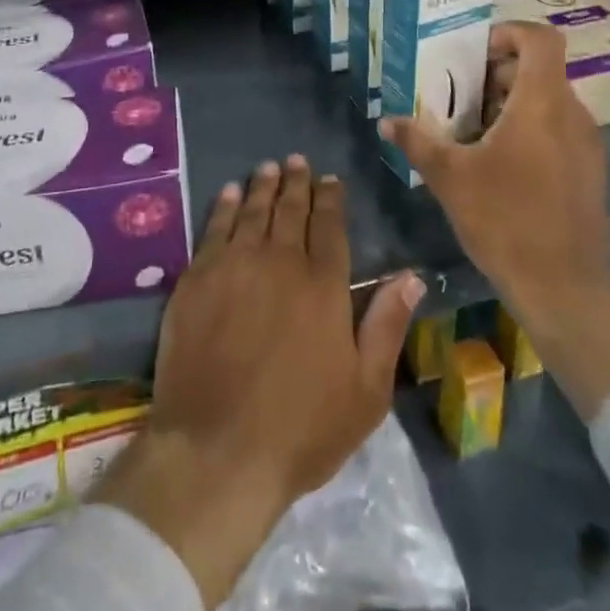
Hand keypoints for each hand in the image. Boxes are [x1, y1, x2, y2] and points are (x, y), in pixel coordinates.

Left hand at [96, 156, 423, 610]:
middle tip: (297, 161)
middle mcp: (280, 262)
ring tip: (268, 167)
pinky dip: (224, 207)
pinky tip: (228, 194)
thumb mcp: (365, 391)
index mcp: (323, 285)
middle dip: (296, 183)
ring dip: (262, 186)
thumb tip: (412, 276)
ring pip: (252, 212)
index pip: (330, 227)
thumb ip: (387, 326)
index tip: (330, 180)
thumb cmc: (301, 428)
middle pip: (290, 211)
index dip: (331, 199)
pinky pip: (214, 229)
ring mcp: (234, 266)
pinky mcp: (197, 279)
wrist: (216, 449)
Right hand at [380, 20, 609, 421]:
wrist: (565, 289)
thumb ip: (418, 141)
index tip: (475, 52)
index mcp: (542, 103)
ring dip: (511, 104)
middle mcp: (572, 114)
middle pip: (539, 70)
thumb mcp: (450, 178)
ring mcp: (586, 144)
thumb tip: (387, 120)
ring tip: (472, 130)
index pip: (541, 39)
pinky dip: (529, 129)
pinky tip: (498, 163)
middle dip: (498, 74)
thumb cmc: (506, 221)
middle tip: (460, 95)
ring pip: (548, 102)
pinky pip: (558, 130)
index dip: (509, 33)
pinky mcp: (589, 171)